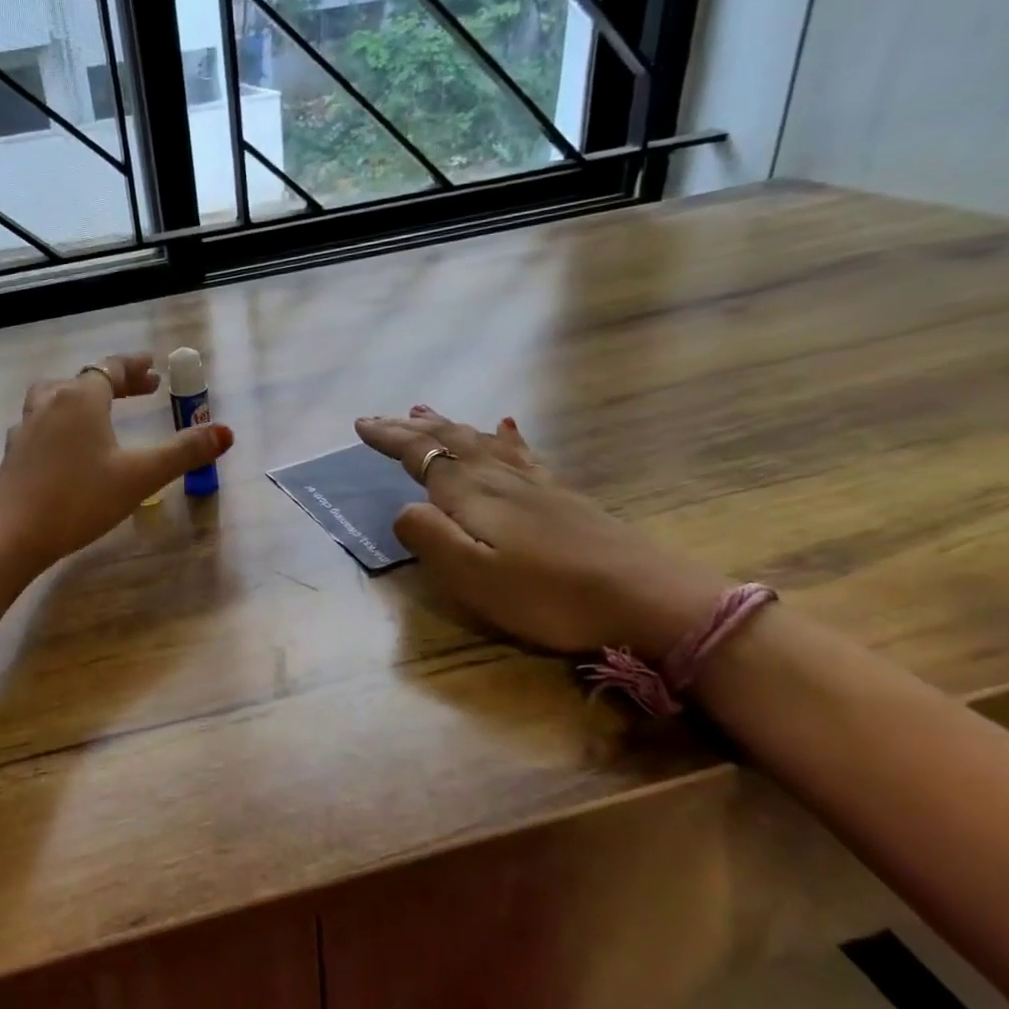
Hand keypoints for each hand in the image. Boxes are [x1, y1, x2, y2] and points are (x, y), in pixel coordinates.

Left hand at [0, 353, 233, 571]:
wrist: (10, 535)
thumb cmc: (79, 499)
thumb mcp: (140, 477)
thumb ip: (183, 452)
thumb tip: (225, 432)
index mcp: (81, 398)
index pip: (111, 369)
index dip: (135, 367)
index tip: (155, 368)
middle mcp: (51, 403)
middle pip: (84, 379)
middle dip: (115, 381)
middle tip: (142, 388)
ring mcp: (26, 427)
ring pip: (55, 395)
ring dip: (80, 395)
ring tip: (98, 408)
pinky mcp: (14, 453)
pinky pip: (40, 421)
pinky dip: (60, 420)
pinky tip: (65, 444)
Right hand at [356, 407, 726, 660]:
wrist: (646, 598)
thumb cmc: (549, 596)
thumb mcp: (473, 577)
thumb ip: (429, 538)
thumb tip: (402, 509)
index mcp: (471, 494)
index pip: (421, 454)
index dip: (389, 438)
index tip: (361, 424)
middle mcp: (498, 478)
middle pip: (448, 440)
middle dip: (411, 428)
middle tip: (381, 416)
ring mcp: (534, 484)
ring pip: (480, 442)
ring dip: (448, 425)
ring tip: (425, 410)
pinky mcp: (560, 496)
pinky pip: (521, 454)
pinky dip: (504, 437)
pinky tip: (506, 426)